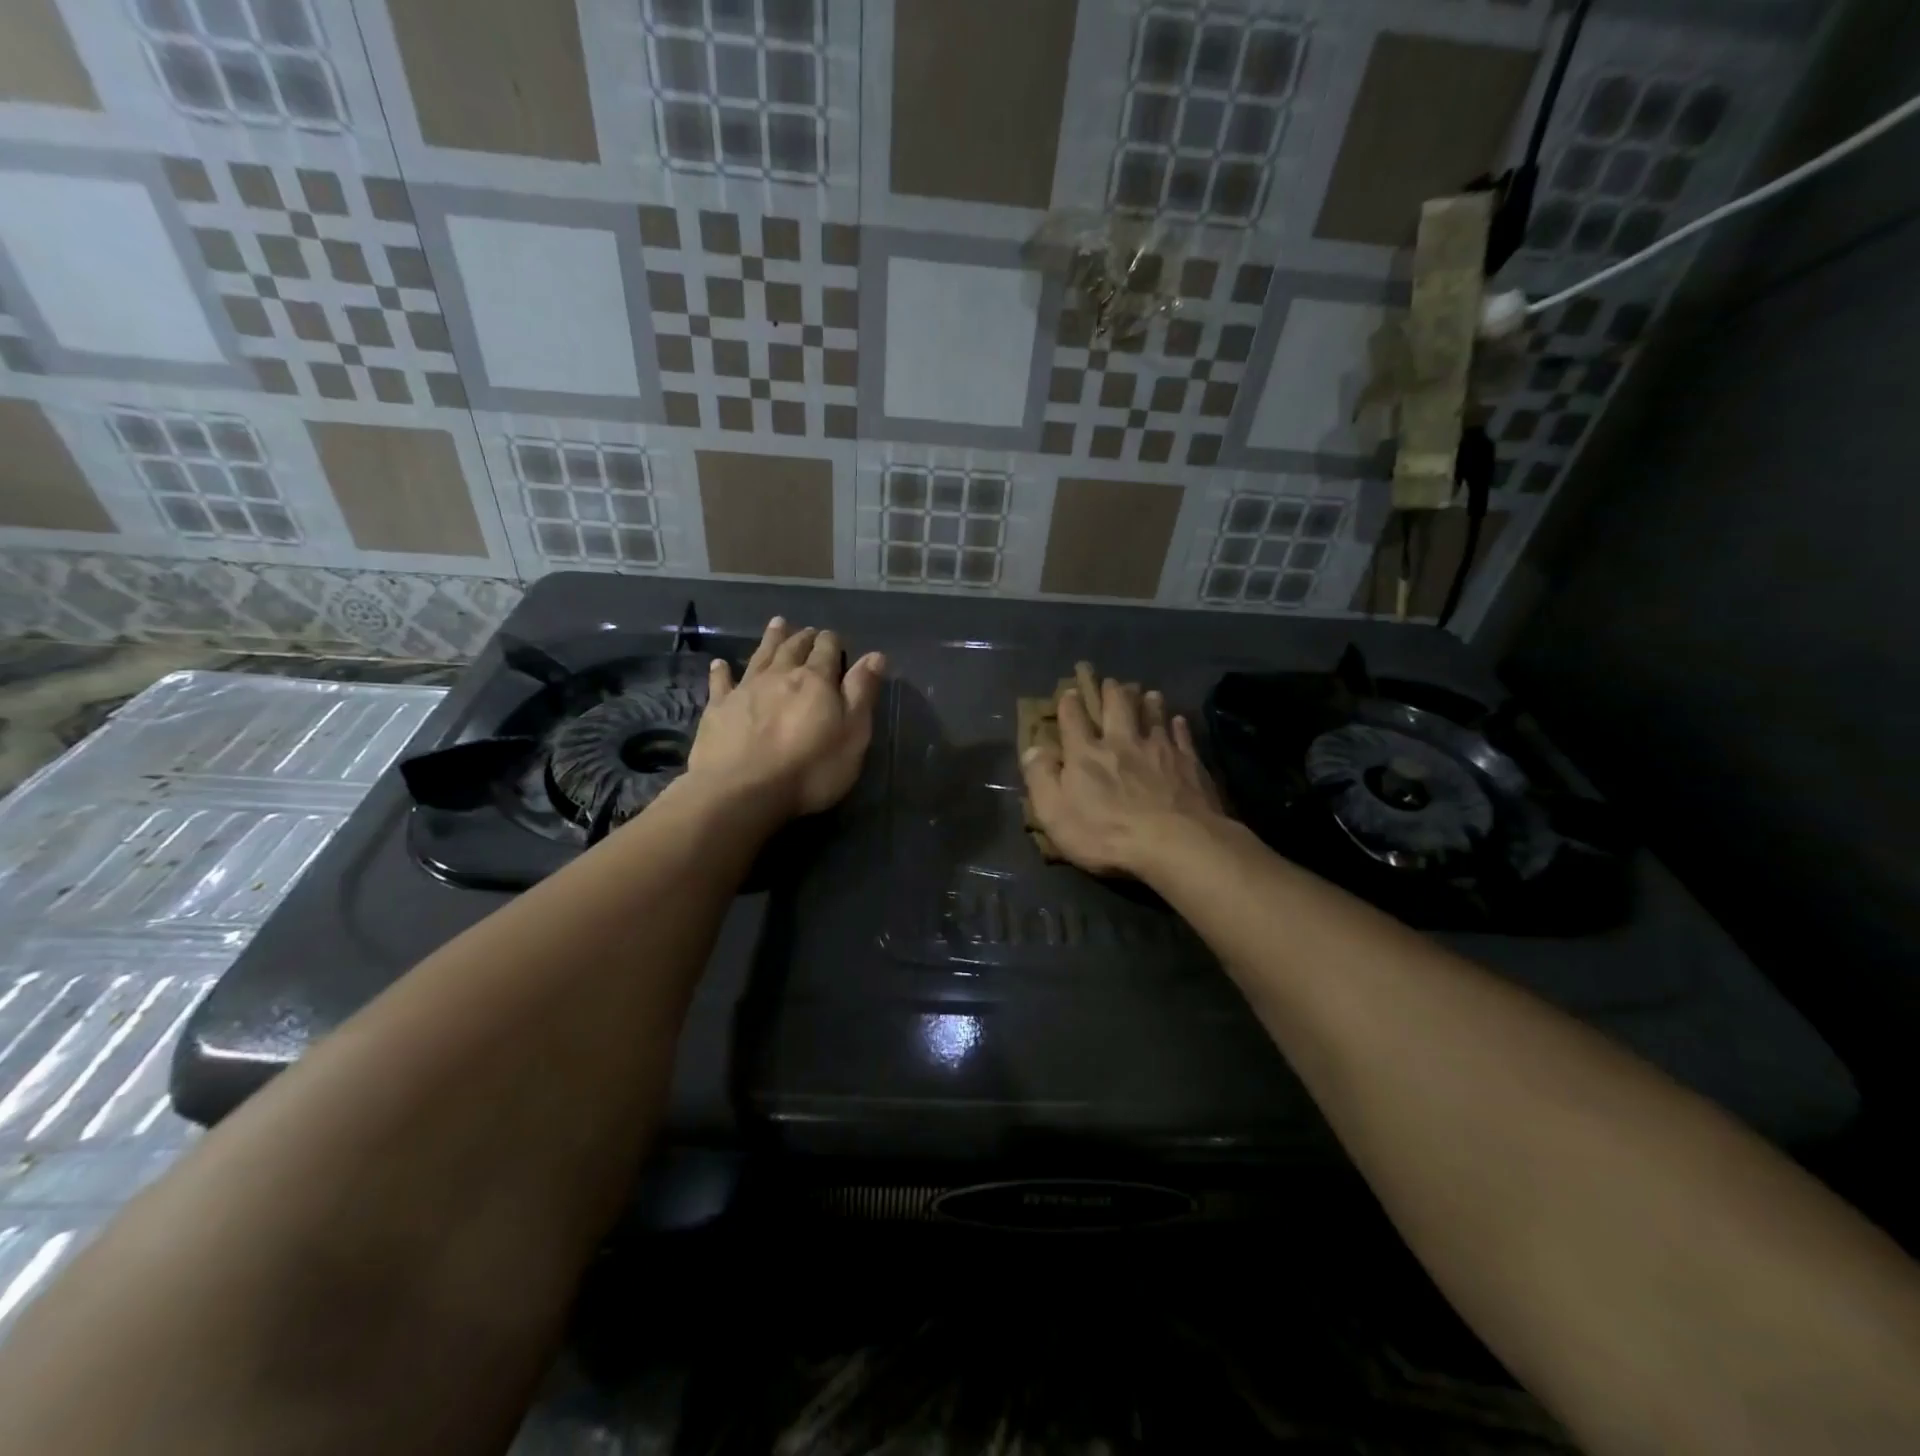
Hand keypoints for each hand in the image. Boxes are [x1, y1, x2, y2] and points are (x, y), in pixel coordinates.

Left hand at [688, 617, 885, 818]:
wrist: (742, 791)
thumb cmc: (809, 769)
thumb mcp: (852, 735)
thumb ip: (862, 693)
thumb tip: (875, 656)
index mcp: (816, 681)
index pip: (827, 650)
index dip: (832, 642)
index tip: (834, 639)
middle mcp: (780, 675)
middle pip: (794, 648)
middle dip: (804, 637)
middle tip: (808, 629)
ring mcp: (745, 689)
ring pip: (761, 656)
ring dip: (770, 639)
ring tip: (777, 624)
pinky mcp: (718, 709)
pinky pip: (720, 683)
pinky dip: (722, 671)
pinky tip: (720, 664)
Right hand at [1020, 679, 1226, 876]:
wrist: (1174, 843)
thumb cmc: (1106, 834)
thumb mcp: (1055, 813)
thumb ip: (1041, 778)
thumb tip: (1032, 749)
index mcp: (1086, 754)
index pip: (1073, 720)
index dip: (1069, 704)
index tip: (1070, 692)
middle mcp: (1122, 742)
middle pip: (1117, 708)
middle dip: (1111, 691)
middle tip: (1111, 681)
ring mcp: (1159, 749)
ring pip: (1153, 715)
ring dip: (1148, 702)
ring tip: (1148, 692)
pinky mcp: (1188, 762)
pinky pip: (1182, 736)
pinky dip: (1178, 725)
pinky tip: (1178, 721)